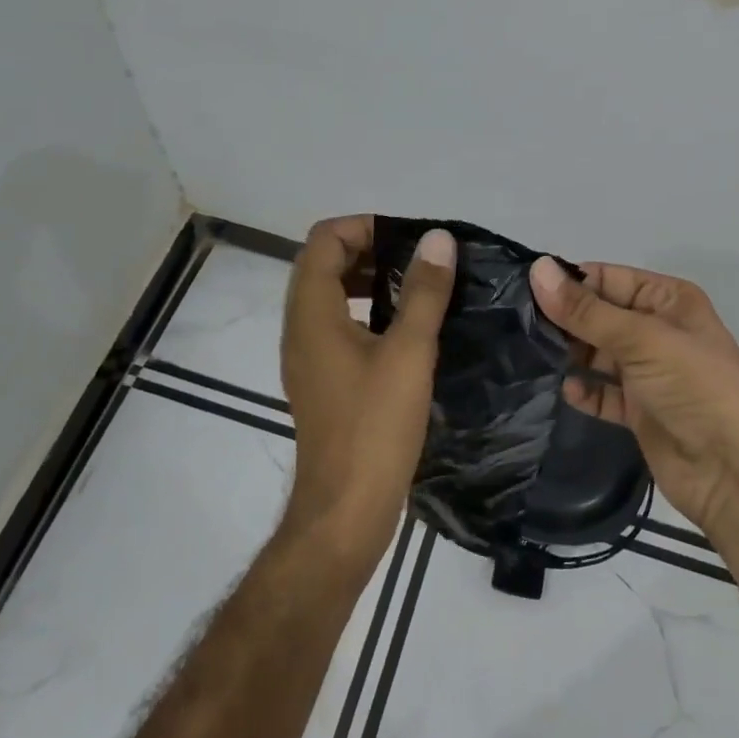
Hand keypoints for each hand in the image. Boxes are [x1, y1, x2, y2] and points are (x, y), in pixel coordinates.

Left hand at [280, 217, 456, 567]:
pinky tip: (406, 330)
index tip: (409, 238)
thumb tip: (438, 239)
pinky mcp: (321, 381)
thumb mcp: (409, 352)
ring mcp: (308, 357)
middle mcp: (300, 328)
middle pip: (324, 264)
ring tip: (418, 287)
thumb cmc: (375, 427)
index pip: (324, 240)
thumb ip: (424, 292)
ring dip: (370, 280)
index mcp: (312, 313)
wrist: (345, 511)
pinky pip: (338, 326)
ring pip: (331, 296)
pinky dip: (368, 311)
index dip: (364, 226)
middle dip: (370, 249)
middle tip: (419, 258)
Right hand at [530, 258, 738, 543]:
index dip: (570, 282)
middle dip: (565, 319)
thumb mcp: (641, 339)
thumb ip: (586, 310)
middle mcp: (657, 331)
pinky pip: (603, 392)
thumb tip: (537, 270)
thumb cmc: (695, 387)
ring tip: (529, 353)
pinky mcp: (640, 411)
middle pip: (600, 315)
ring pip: (598, 353)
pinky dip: (584, 391)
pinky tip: (564, 389)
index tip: (522, 289)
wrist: (737, 472)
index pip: (608, 278)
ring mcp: (649, 373)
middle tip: (516, 324)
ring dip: (570, 353)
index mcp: (667, 300)